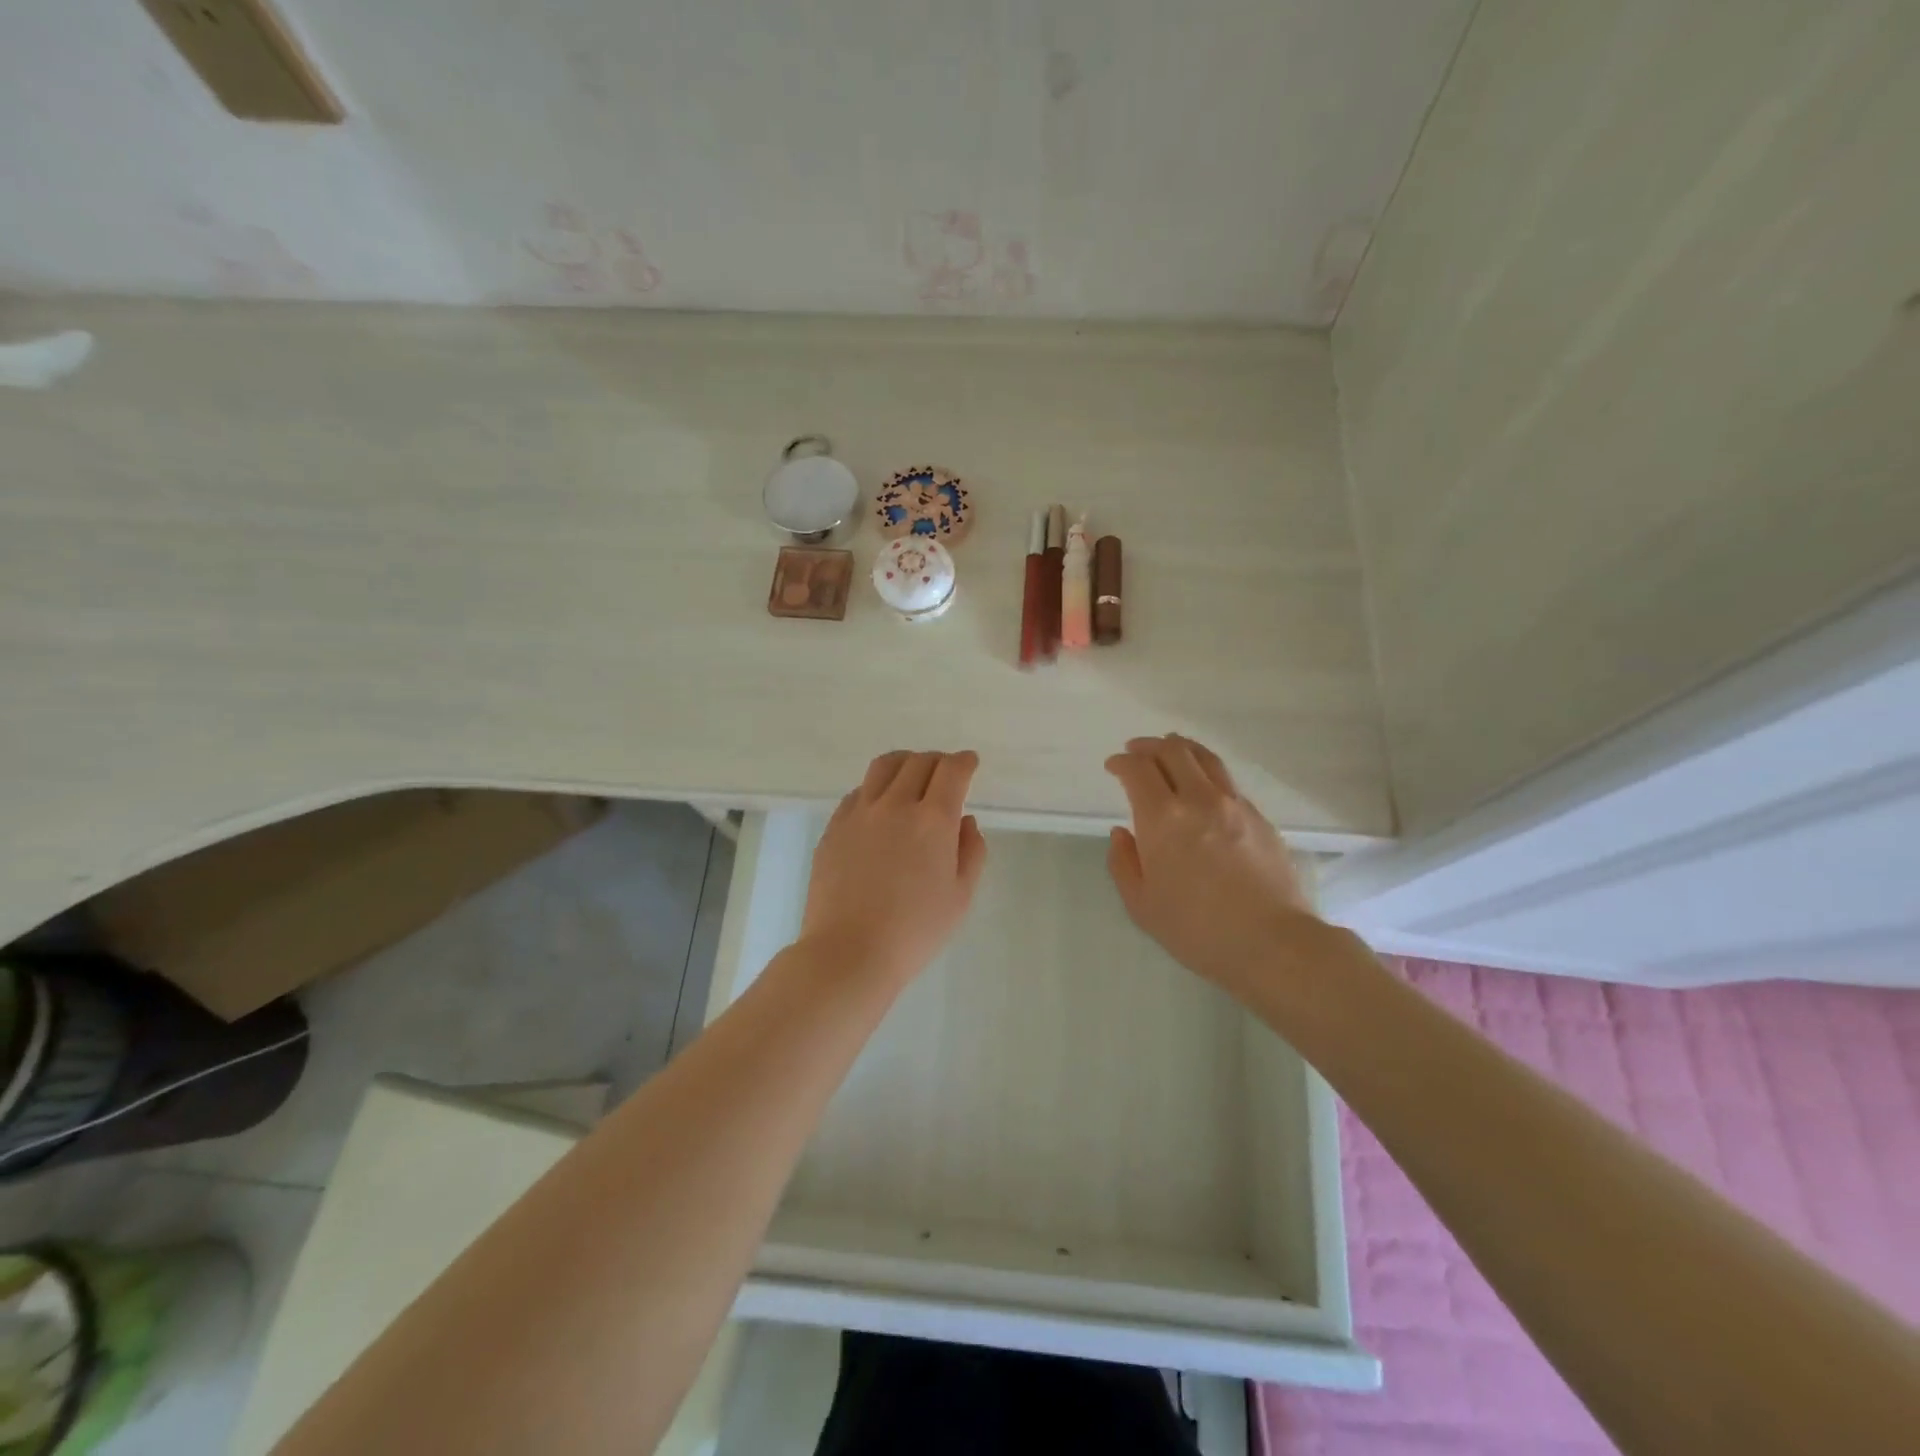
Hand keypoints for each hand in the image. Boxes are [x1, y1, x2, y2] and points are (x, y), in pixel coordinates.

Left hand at [801, 750, 988, 984]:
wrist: (850, 951)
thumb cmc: (915, 931)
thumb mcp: (960, 896)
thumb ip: (971, 852)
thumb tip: (965, 821)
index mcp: (933, 820)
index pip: (952, 771)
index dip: (964, 762)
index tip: (970, 763)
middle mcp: (895, 805)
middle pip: (919, 762)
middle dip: (938, 761)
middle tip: (945, 773)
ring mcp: (859, 813)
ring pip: (884, 767)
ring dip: (904, 763)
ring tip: (910, 775)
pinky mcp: (834, 827)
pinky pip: (858, 792)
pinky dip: (876, 788)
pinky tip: (879, 807)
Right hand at [1105, 735, 1315, 989]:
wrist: (1272, 943)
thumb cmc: (1197, 930)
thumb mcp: (1141, 905)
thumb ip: (1124, 863)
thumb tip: (1122, 833)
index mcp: (1163, 819)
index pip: (1138, 770)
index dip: (1121, 762)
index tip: (1113, 766)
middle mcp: (1199, 800)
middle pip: (1173, 751)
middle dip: (1149, 746)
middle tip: (1136, 751)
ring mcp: (1234, 805)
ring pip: (1205, 758)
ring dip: (1181, 748)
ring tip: (1170, 750)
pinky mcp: (1260, 817)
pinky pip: (1227, 782)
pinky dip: (1207, 774)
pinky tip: (1203, 788)